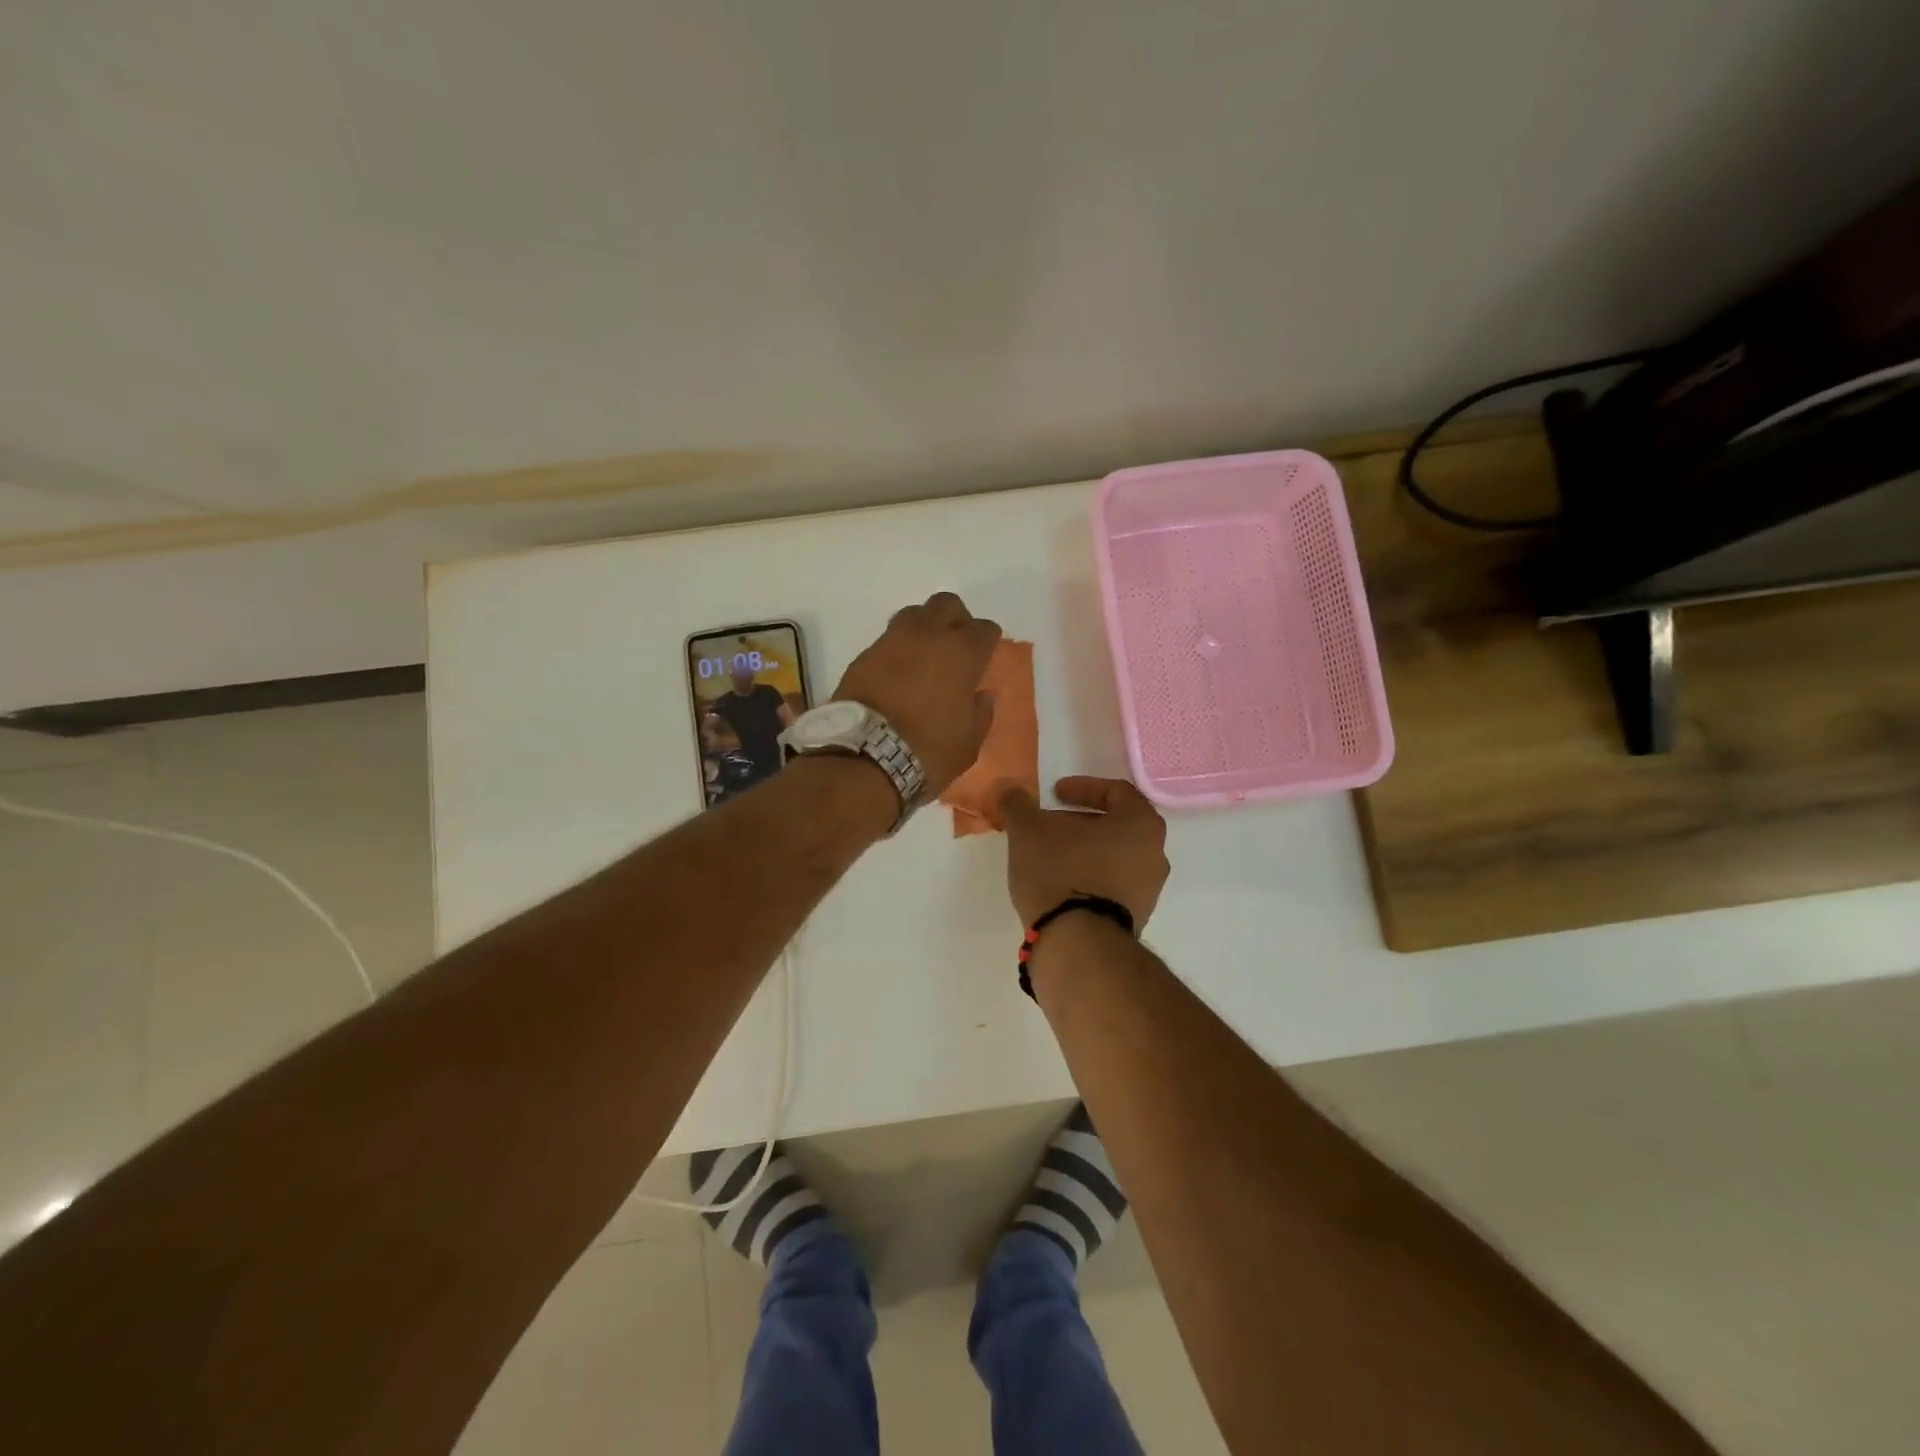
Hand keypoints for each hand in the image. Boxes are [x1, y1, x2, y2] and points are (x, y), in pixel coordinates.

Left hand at [834, 592, 1001, 795]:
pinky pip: (888, 639)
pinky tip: (898, 673)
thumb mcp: (969, 743)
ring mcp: (892, 641)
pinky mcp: (865, 655)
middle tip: (956, 648)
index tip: (984, 660)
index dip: (987, 642)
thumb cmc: (928, 751)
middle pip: (947, 604)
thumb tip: (983, 695)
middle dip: (956, 620)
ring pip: (914, 613)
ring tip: (924, 656)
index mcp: (962, 653)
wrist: (864, 757)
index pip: (985, 628)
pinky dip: (898, 649)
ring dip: (924, 627)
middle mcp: (928, 635)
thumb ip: (981, 713)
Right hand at [998, 777, 1169, 927]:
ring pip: (1114, 856)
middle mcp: (1155, 854)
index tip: (1054, 794)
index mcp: (1141, 824)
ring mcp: (1149, 890)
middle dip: (1080, 822)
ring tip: (1049, 856)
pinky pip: (1112, 885)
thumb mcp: (1029, 830)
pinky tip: (1060, 885)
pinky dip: (1088, 877)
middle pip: (1116, 825)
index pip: (1117, 791)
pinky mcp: (1135, 918)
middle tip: (1049, 825)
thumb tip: (1009, 788)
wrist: (1078, 944)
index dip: (1083, 788)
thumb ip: (1018, 804)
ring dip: (1083, 851)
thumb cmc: (1061, 873)